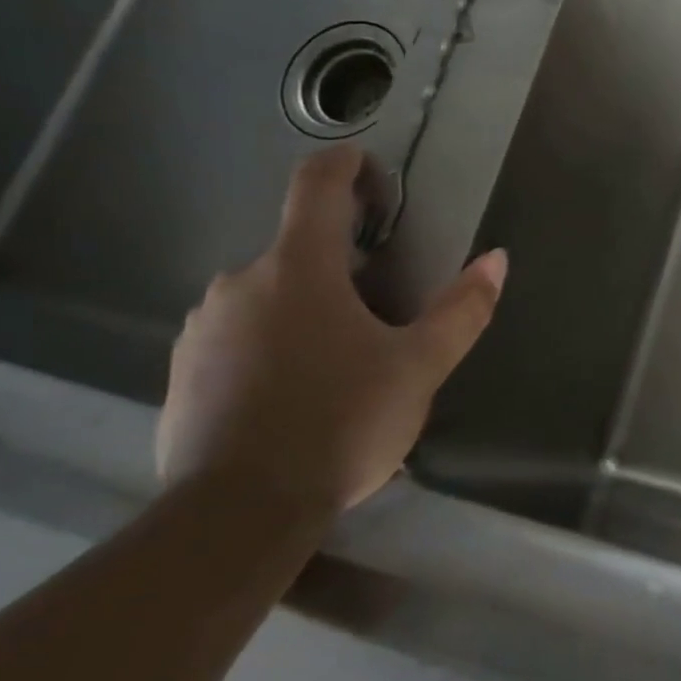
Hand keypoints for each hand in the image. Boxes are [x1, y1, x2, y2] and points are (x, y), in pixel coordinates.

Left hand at [156, 146, 505, 517]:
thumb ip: (461, 310)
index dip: (344, 164)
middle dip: (338, 265)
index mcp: (299, 267)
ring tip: (339, 363)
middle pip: (297, 249)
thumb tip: (496, 259)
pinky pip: (237, 336)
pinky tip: (294, 395)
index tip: (366, 166)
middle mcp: (241, 282)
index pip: (315, 185)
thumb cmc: (339, 424)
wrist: (234, 515)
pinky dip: (270, 344)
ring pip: (267, 296)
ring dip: (304, 308)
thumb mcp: (419, 368)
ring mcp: (204, 327)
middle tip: (378, 312)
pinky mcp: (183, 371)